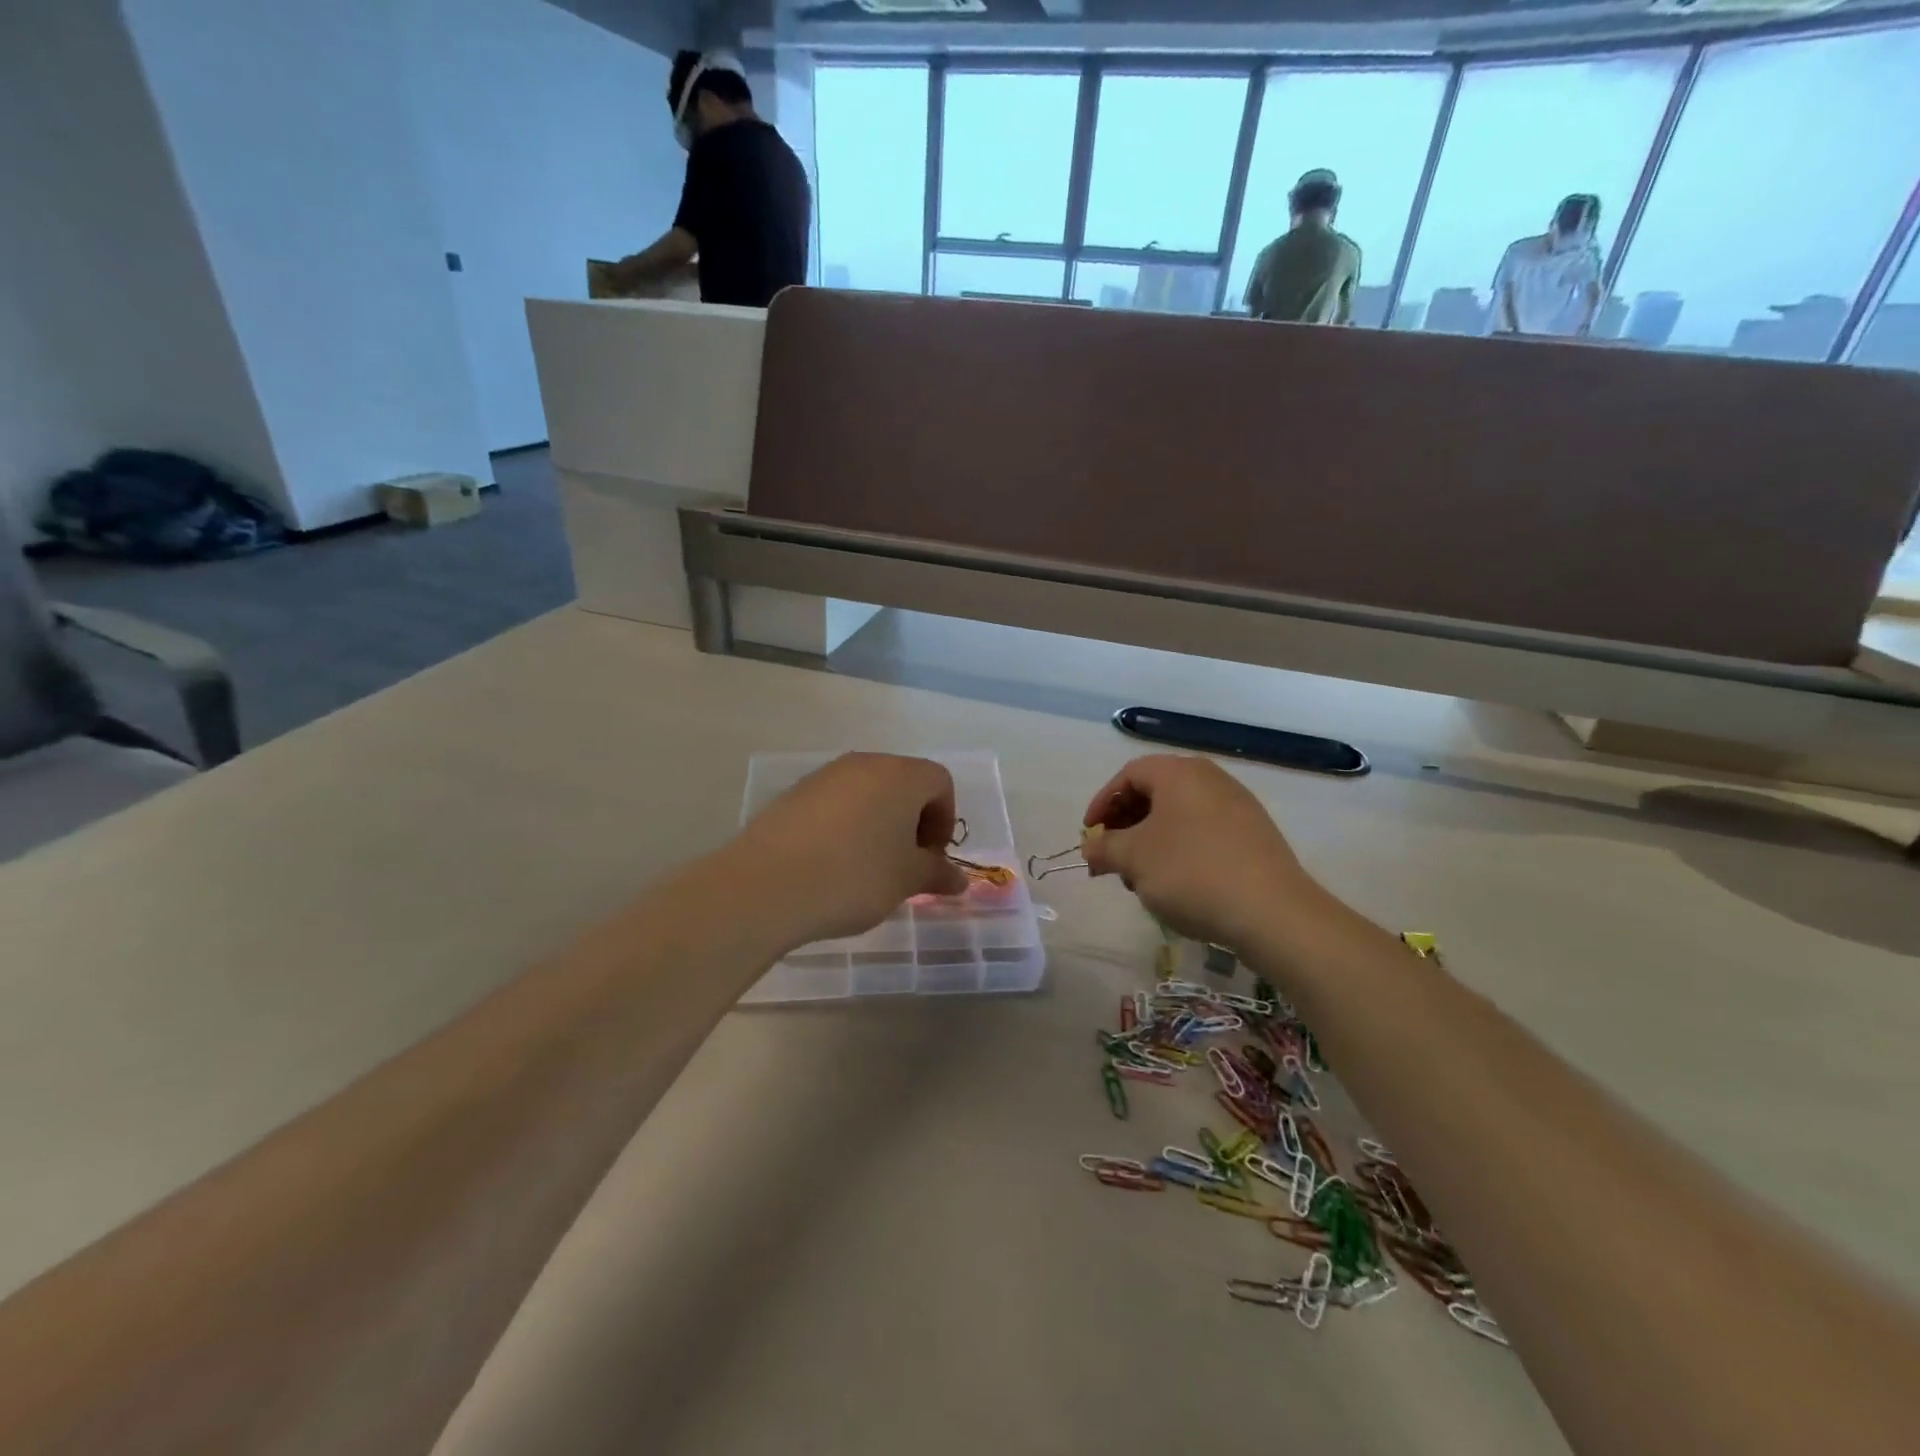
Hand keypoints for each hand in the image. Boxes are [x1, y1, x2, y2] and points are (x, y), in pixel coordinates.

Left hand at [725, 753, 968, 949]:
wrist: (768, 885)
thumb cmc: (855, 876)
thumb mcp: (906, 880)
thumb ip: (937, 873)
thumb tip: (959, 880)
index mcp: (901, 775)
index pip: (940, 782)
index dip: (944, 819)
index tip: (930, 857)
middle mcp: (864, 764)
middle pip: (903, 783)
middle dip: (913, 821)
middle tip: (904, 864)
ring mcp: (825, 776)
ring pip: (868, 792)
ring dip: (878, 823)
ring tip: (867, 867)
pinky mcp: (794, 794)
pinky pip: (835, 804)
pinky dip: (845, 826)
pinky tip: (832, 863)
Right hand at [1081, 755, 1321, 951]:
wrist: (1272, 912)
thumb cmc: (1191, 872)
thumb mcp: (1134, 859)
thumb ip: (1104, 848)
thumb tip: (1091, 847)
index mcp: (1179, 772)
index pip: (1128, 775)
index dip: (1102, 803)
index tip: (1090, 835)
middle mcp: (1210, 778)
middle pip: (1155, 792)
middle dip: (1126, 824)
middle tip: (1112, 857)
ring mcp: (1237, 805)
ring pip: (1179, 814)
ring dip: (1151, 840)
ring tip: (1141, 877)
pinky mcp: (1255, 834)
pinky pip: (1204, 831)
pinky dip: (1180, 849)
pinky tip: (1177, 883)